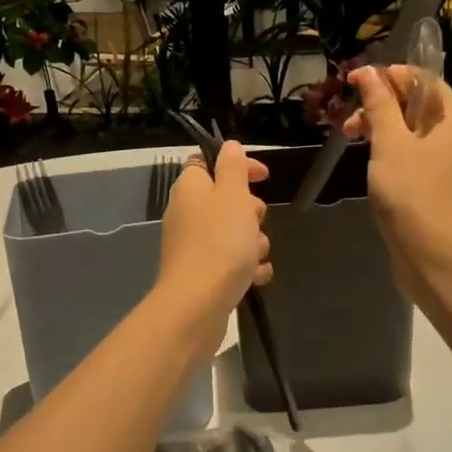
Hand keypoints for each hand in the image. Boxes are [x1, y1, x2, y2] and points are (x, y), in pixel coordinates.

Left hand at [154, 143, 271, 349]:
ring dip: (253, 242)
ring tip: (255, 255)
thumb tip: (228, 146)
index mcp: (191, 188)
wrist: (196, 305)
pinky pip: (232, 261)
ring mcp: (193, 245)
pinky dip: (247, 267)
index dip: (238, 165)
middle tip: (254, 221)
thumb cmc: (219, 243)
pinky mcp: (202, 272)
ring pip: (234, 232)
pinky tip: (256, 277)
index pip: (209, 162)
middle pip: (227, 199)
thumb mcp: (232, 196)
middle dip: (251, 211)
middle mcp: (188, 212)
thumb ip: (233, 167)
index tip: (263, 176)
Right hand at [341, 65, 451, 289]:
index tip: (358, 81)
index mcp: (451, 119)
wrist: (433, 254)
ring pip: (407, 130)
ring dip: (378, 125)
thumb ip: (379, 105)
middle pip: (415, 104)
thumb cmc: (412, 191)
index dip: (392, 75)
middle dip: (380, 102)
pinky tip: (364, 157)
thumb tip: (369, 72)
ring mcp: (441, 162)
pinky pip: (406, 153)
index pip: (424, 79)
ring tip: (349, 135)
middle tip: (349, 115)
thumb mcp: (390, 142)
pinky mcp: (429, 184)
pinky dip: (385, 148)